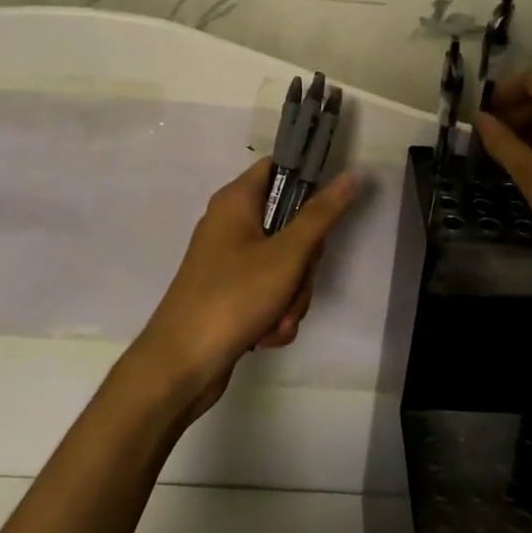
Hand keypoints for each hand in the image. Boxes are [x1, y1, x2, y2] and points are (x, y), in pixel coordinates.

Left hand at [128, 159, 358, 420]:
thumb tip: (350, 175)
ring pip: (285, 264)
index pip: (278, 168)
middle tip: (296, 278)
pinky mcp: (231, 292)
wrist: (181, 364)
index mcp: (236, 201)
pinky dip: (275, 313)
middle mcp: (231, 224)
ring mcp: (229, 260)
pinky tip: (266, 334)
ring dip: (292, 295)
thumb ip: (321, 215)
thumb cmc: (233, 297)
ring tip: (278, 318)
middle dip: (304, 263)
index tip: (328, 211)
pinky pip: (269, 292)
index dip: (307, 183)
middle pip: (290, 224)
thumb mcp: (286, 255)